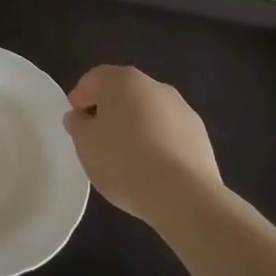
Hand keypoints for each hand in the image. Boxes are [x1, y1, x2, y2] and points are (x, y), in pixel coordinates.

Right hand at [64, 65, 223, 230]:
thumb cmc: (123, 161)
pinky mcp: (200, 135)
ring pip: (148, 113)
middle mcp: (153, 85)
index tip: (75, 123)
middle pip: (123, 93)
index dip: (80, 99)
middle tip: (98, 140)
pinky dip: (158, 143)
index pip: (93, 80)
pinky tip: (153, 169)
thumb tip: (80, 117)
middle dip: (109, 112)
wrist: (183, 195)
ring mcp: (181, 108)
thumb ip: (77, 125)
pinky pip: (169, 133)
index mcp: (122, 80)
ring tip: (127, 159)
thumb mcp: (85, 145)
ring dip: (136, 127)